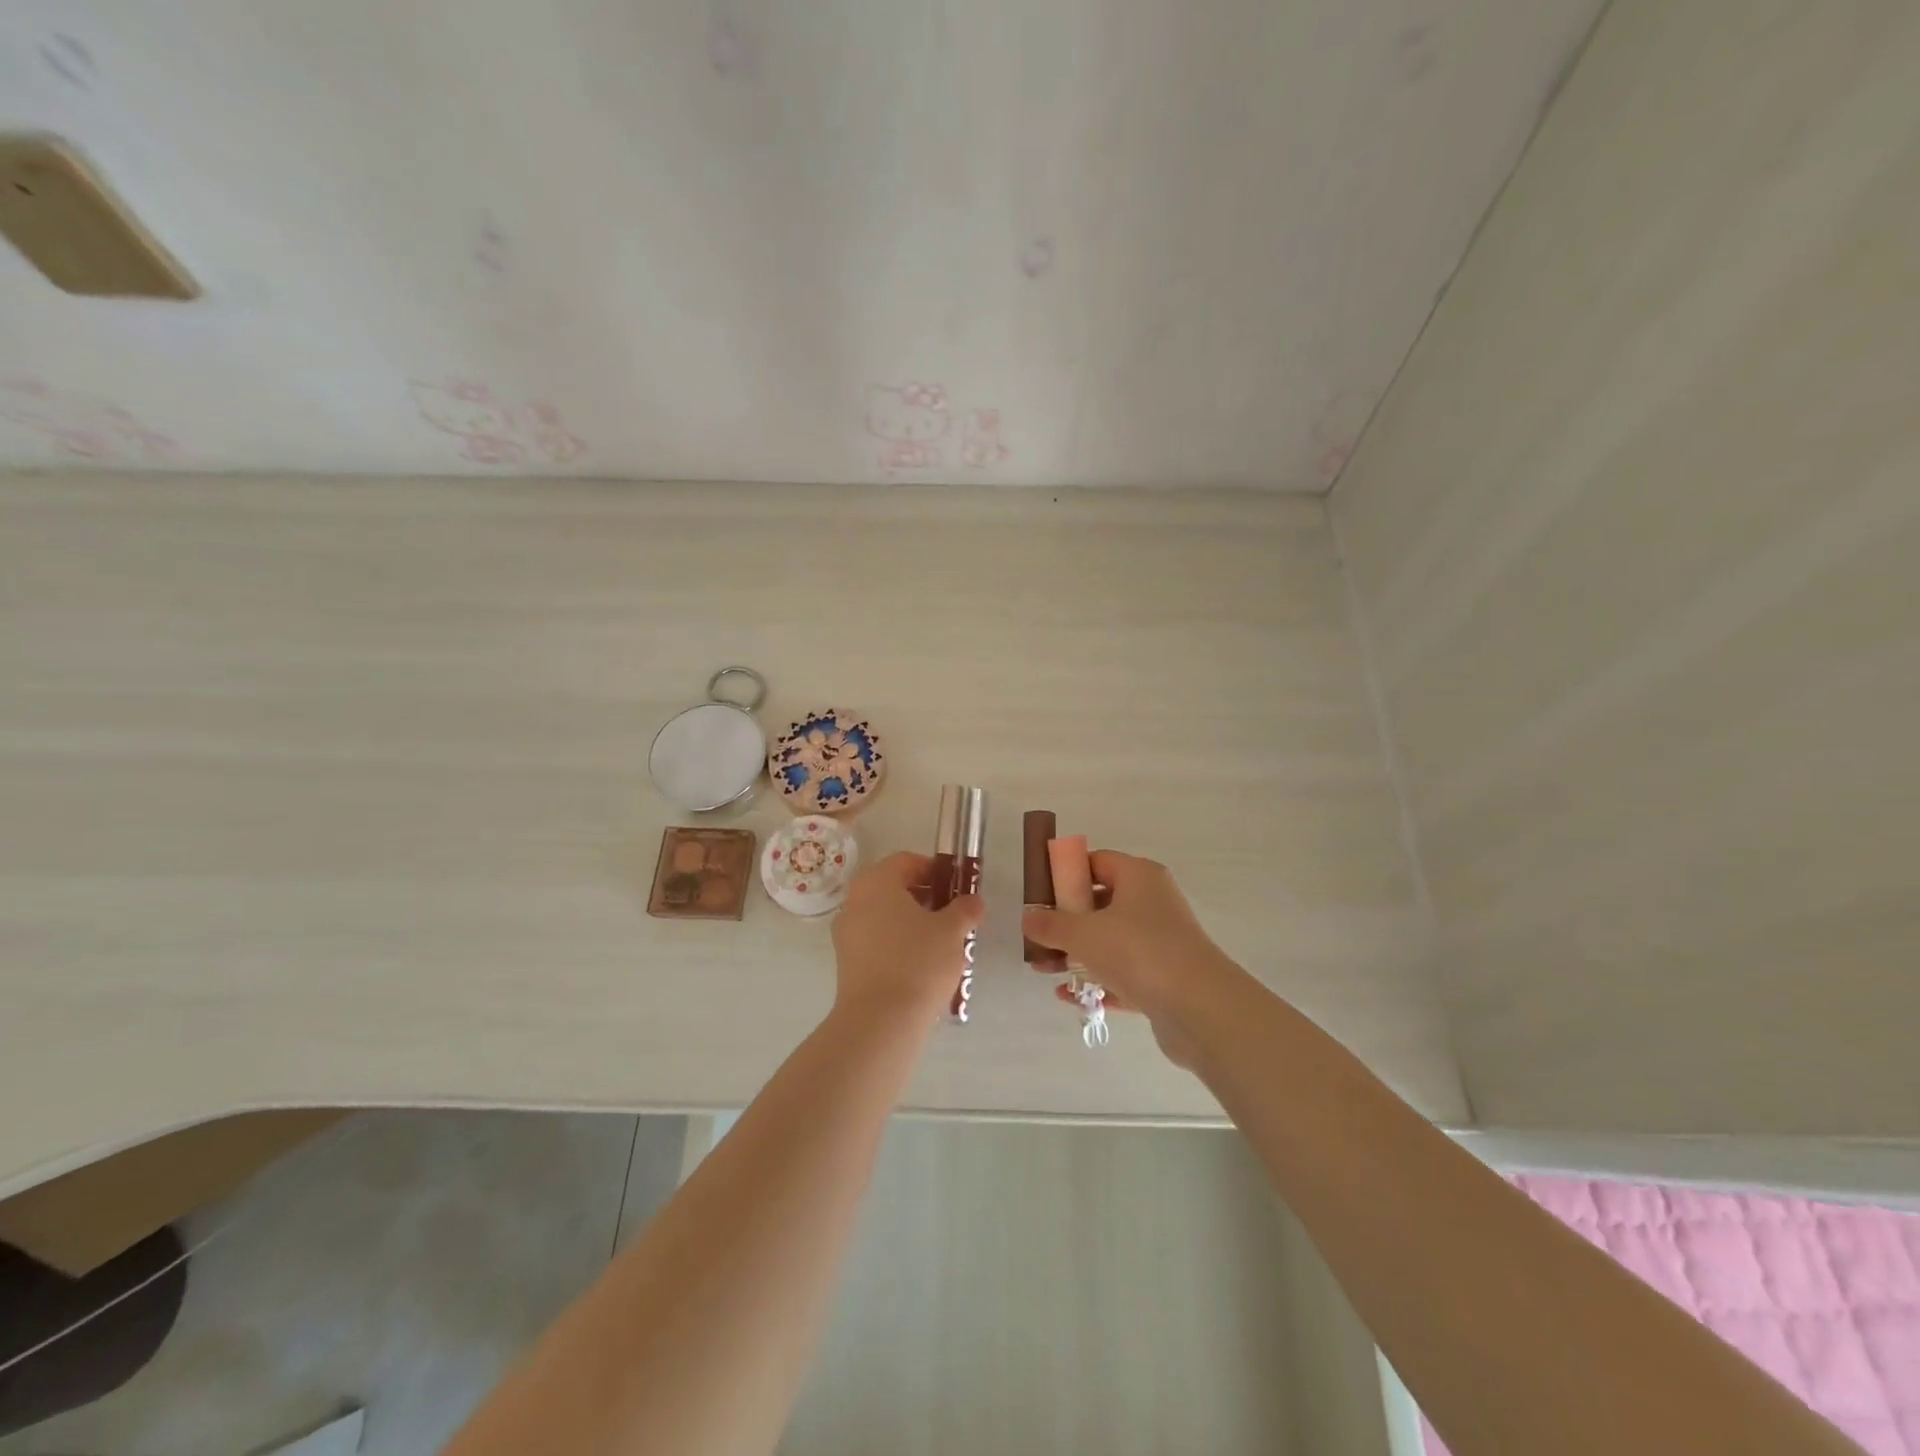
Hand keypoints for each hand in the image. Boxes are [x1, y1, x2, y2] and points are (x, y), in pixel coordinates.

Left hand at [831, 852, 983, 1025]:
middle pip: (894, 888)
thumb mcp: (952, 931)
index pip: (906, 861)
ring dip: (913, 923)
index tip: (957, 887)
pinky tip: (923, 966)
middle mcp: (855, 901)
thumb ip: (965, 909)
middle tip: (953, 915)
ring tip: (943, 944)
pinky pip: (877, 942)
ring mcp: (846, 933)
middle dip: (926, 898)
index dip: (935, 870)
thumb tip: (973, 901)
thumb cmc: (918, 962)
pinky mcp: (847, 963)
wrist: (880, 1021)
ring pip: (885, 917)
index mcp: (877, 882)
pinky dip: (899, 945)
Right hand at [1022, 852, 1234, 1061]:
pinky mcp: (1165, 977)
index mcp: (1139, 877)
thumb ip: (1051, 924)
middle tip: (1039, 938)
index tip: (1041, 894)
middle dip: (1066, 921)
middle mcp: (1154, 902)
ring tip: (1045, 971)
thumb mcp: (1082, 933)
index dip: (1066, 874)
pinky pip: (1123, 974)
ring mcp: (1162, 941)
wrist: (1199, 1007)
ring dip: (1077, 954)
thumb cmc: (1137, 951)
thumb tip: (1028, 917)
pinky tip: (1070, 998)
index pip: (1097, 862)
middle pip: (1101, 903)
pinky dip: (1098, 982)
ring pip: (1111, 941)